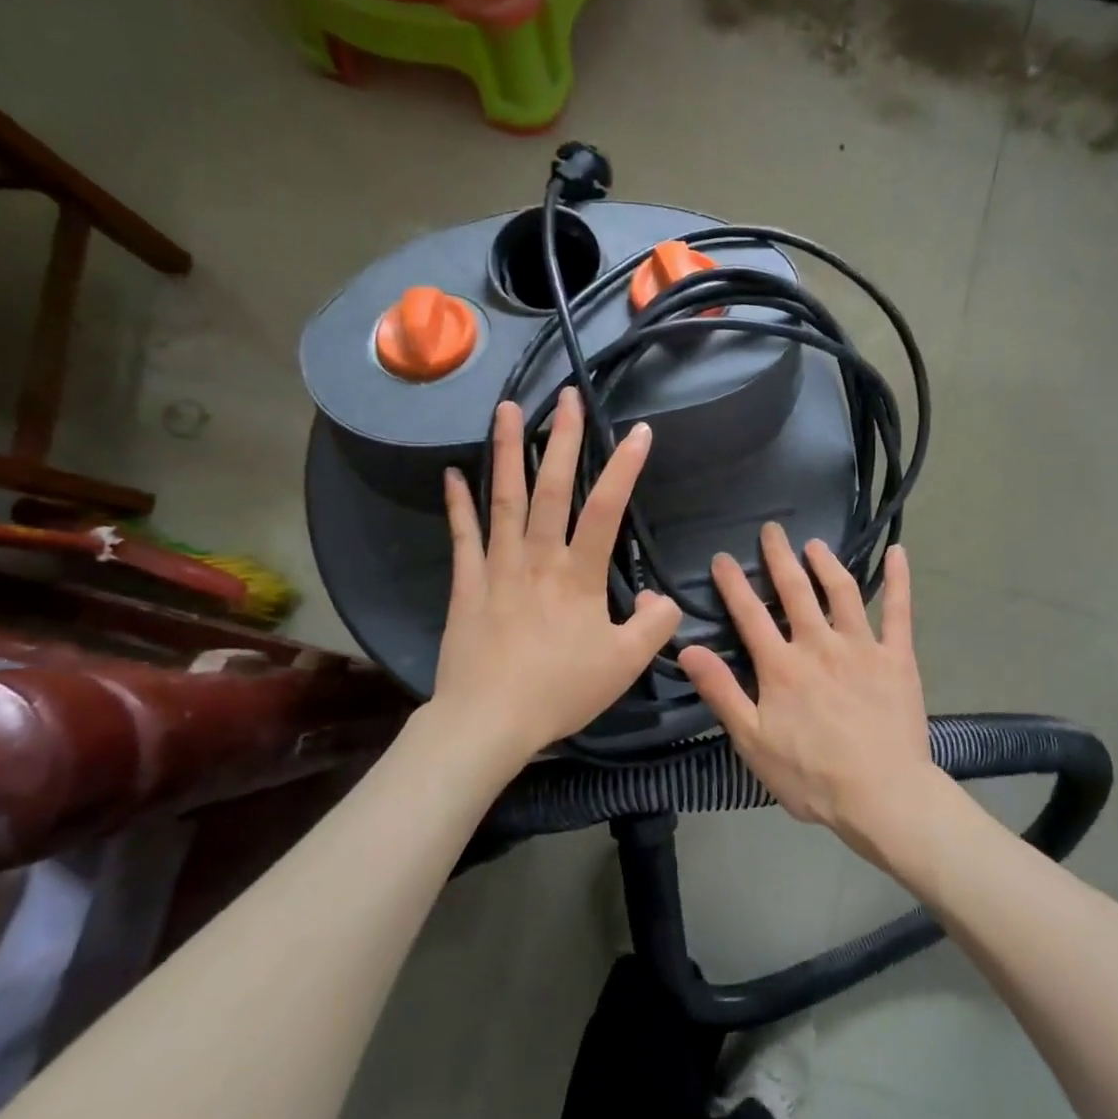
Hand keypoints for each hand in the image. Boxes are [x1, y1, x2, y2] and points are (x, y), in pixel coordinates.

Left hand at [431, 388, 681, 774]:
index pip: (607, 509)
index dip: (624, 468)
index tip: (638, 432)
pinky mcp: (466, 585)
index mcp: (579, 576)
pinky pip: (462, 536)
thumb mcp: (624, 665)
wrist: (488, 721)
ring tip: (506, 409)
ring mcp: (497, 567)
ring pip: (504, 500)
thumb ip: (653, 627)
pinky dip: (458, 504)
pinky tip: (452, 474)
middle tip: (565, 396)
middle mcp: (538, 559)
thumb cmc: (560, 692)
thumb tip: (664, 598)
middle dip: (561, 439)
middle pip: (551, 489)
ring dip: (507, 452)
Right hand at [678, 524, 938, 853]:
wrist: (883, 796)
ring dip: (826, 563)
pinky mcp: (897, 658)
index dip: (733, 583)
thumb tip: (688, 649)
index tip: (722, 557)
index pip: (750, 613)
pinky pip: (899, 611)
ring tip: (814, 543)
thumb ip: (721, 692)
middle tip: (771, 529)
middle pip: (795, 590)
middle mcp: (819, 644)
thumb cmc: (811, 776)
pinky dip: (899, 580)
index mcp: (781, 666)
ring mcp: (862, 647)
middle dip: (780, 557)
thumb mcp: (752, 741)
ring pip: (842, 591)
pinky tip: (898, 553)